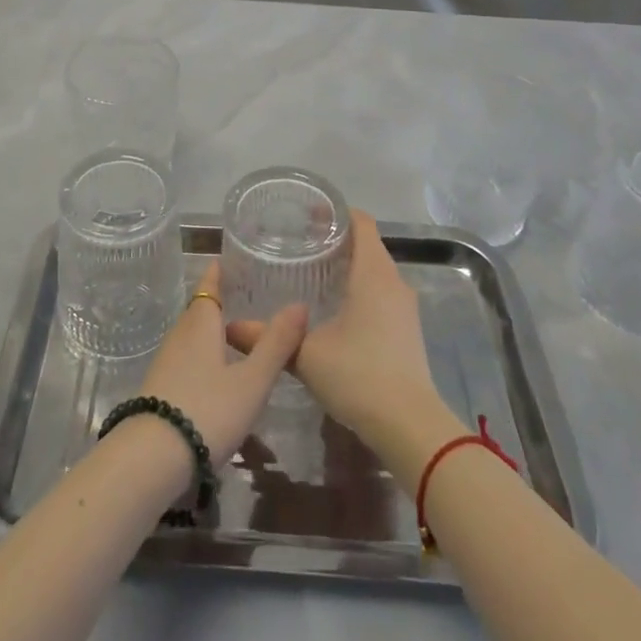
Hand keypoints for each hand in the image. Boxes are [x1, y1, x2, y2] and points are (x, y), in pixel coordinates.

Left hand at [135, 262, 307, 466]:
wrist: (151, 459)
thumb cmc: (208, 411)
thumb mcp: (251, 381)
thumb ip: (276, 344)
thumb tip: (300, 304)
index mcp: (200, 324)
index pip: (208, 286)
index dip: (218, 273)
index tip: (229, 260)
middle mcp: (180, 335)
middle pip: (199, 310)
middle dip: (218, 302)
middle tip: (243, 296)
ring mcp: (166, 363)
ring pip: (191, 336)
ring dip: (210, 331)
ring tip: (235, 334)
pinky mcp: (160, 389)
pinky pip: (185, 359)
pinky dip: (202, 356)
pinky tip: (216, 374)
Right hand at [227, 211, 442, 452]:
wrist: (410, 427)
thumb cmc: (359, 375)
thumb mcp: (306, 355)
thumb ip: (268, 337)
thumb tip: (229, 328)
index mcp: (373, 273)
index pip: (361, 223)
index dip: (336, 212)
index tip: (307, 214)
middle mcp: (394, 282)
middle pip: (368, 244)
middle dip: (337, 239)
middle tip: (300, 242)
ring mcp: (405, 307)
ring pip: (376, 271)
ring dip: (349, 265)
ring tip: (313, 272)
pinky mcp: (407, 329)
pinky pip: (382, 292)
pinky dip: (360, 288)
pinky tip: (335, 308)